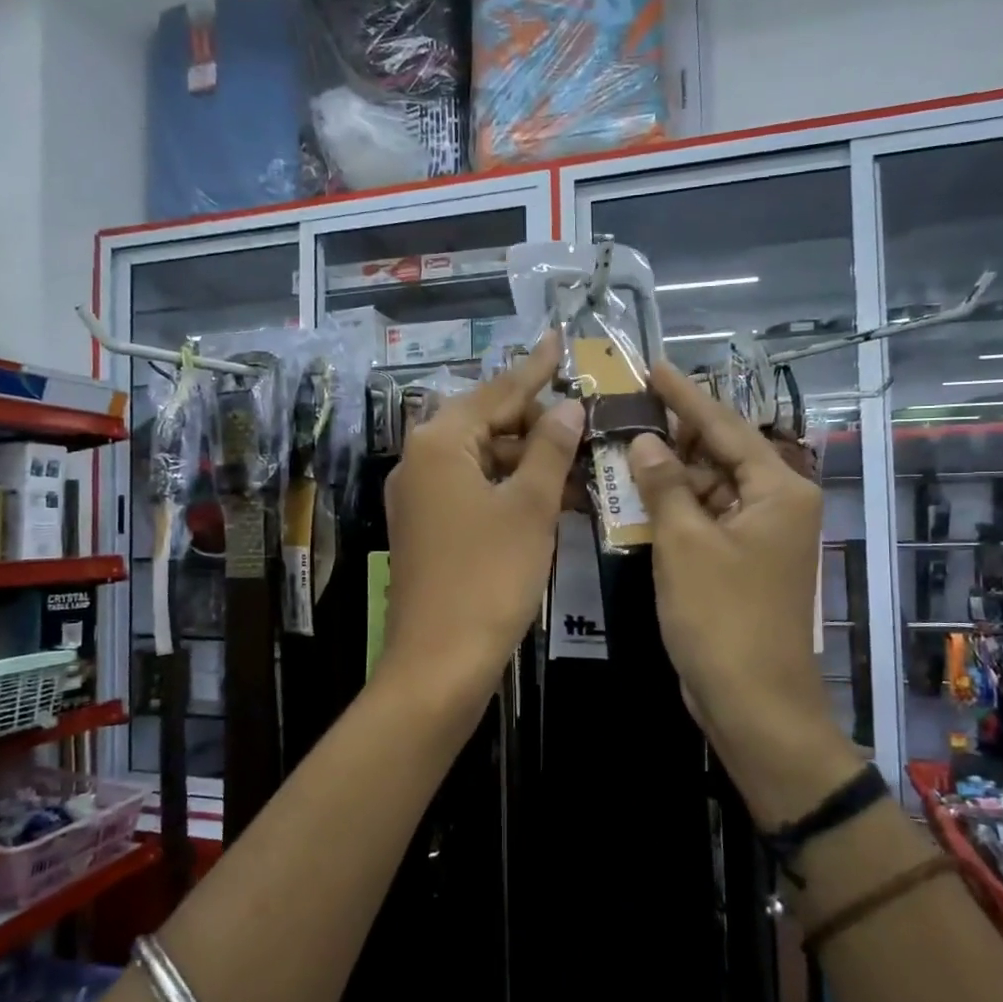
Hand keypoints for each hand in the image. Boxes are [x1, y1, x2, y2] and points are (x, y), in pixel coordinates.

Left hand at [380, 333, 582, 709]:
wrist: (439, 663)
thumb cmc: (488, 577)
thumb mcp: (530, 508)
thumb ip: (551, 450)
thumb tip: (568, 407)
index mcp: (439, 442)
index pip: (497, 391)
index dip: (534, 368)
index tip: (558, 338)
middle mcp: (420, 461)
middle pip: (486, 422)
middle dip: (536, 421)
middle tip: (583, 417)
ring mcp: (419, 498)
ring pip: (482, 460)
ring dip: (527, 459)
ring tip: (578, 458)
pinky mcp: (426, 529)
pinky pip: (473, 491)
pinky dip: (509, 488)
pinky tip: (549, 495)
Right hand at [627, 362, 863, 823]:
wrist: (753, 703)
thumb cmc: (722, 618)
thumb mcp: (685, 544)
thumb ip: (665, 485)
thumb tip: (645, 441)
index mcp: (778, 489)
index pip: (725, 426)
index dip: (685, 396)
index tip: (653, 367)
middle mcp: (777, 504)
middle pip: (718, 455)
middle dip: (671, 437)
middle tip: (623, 412)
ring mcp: (760, 536)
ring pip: (708, 489)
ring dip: (667, 476)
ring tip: (619, 449)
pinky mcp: (741, 562)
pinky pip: (704, 520)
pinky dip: (673, 510)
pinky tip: (635, 498)